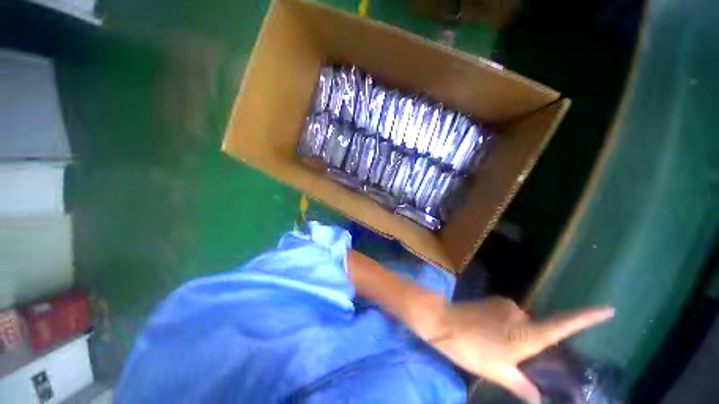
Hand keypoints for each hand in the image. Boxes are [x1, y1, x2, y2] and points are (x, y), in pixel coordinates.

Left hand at [421, 297, 613, 403]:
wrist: (444, 322)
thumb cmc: (472, 349)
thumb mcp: (498, 373)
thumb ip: (522, 386)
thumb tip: (538, 399)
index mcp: (528, 333)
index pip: (564, 324)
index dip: (587, 317)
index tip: (609, 309)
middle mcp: (521, 314)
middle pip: (537, 330)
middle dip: (531, 343)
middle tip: (512, 356)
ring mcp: (505, 305)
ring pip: (520, 323)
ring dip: (515, 335)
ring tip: (494, 345)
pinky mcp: (493, 300)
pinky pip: (507, 315)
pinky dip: (505, 326)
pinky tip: (488, 333)